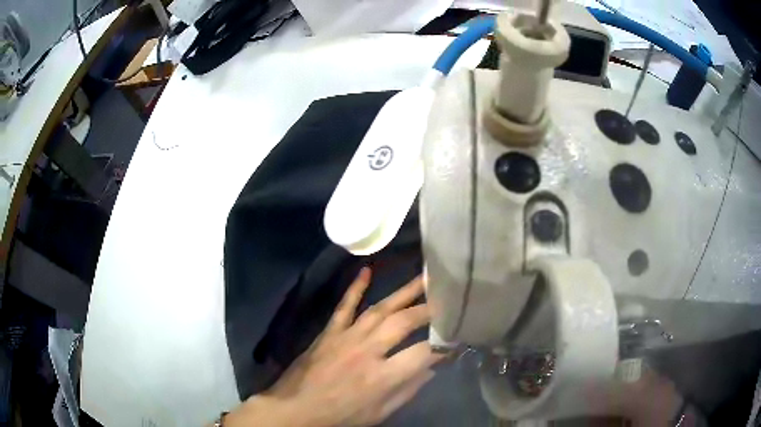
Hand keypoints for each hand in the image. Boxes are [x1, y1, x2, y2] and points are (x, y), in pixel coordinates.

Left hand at [224, 268, 442, 426]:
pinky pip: (344, 306)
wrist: (296, 409)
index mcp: (383, 377)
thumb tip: (432, 366)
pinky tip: (367, 270)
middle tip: (447, 295)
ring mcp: (346, 337)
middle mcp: (368, 350)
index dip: (444, 343)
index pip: (423, 352)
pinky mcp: (329, 332)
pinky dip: (355, 288)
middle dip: (430, 308)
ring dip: (404, 292)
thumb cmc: (341, 417)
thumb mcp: (380, 413)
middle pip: (405, 322)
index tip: (458, 334)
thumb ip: (409, 389)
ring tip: (425, 276)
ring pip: (380, 309)